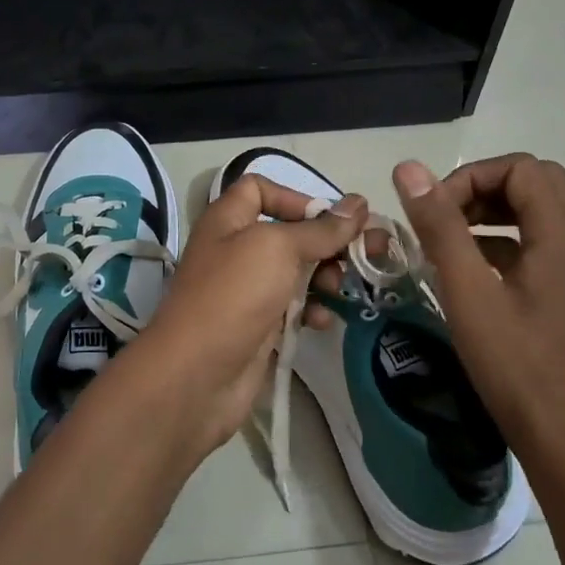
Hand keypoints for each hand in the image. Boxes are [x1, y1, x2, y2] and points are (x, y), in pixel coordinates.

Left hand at [120, 176, 366, 457]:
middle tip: (368, 253)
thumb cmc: (234, 295)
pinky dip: (312, 310)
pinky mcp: (259, 327)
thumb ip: (321, 228)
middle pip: (289, 233)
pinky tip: (323, 321)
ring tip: (341, 289)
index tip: (329, 217)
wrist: (197, 375)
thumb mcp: (278, 249)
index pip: (259, 189)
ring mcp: (247, 291)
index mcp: (228, 220)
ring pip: (296, 272)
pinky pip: (293, 309)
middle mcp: (236, 250)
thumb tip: (359, 203)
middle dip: (328, 241)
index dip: (295, 196)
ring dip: (326, 277)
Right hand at [393, 154, 564, 462]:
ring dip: (493, 214)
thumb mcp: (467, 291)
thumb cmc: (515, 364)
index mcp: (563, 235)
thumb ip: (439, 226)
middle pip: (535, 183)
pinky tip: (469, 273)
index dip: (472, 178)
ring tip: (449, 242)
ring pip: (538, 213)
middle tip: (444, 218)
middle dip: (483, 189)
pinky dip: (503, 242)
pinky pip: (538, 245)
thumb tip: (409, 168)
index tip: (435, 212)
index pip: (522, 168)